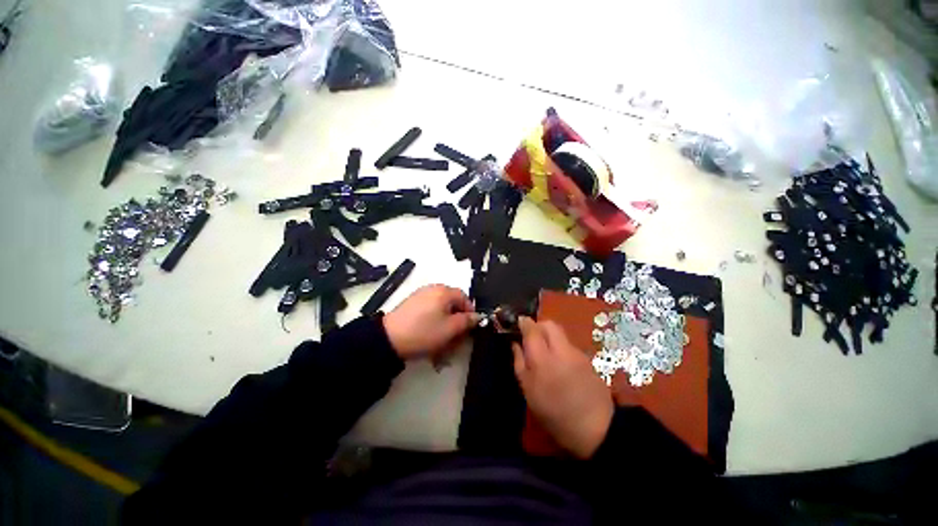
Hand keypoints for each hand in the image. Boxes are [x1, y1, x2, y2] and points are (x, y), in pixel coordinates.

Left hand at [383, 285, 480, 359]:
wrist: (389, 339)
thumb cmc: (424, 332)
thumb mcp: (450, 329)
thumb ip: (467, 321)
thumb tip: (477, 316)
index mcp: (444, 291)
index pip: (465, 298)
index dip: (470, 313)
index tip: (469, 329)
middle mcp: (433, 289)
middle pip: (452, 303)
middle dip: (457, 321)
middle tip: (456, 338)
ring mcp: (421, 295)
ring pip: (441, 309)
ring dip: (445, 324)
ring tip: (442, 341)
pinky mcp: (411, 304)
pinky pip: (429, 311)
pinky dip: (434, 322)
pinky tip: (430, 336)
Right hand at [513, 317, 613, 458]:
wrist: (597, 429)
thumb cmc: (554, 413)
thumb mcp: (529, 391)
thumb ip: (520, 363)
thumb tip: (515, 344)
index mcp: (543, 359)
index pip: (532, 329)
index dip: (524, 322)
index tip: (518, 323)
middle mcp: (561, 350)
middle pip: (549, 324)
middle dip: (538, 325)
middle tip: (531, 337)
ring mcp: (577, 353)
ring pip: (560, 333)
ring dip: (549, 336)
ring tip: (544, 352)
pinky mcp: (587, 359)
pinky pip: (569, 344)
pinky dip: (560, 346)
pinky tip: (559, 363)